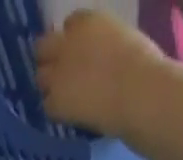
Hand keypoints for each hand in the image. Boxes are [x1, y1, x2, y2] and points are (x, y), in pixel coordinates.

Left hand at [35, 9, 169, 136]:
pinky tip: (68, 116)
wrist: (137, 92)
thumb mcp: (121, 39)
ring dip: (49, 86)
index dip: (72, 43)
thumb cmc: (142, 65)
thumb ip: (103, 44)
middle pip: (44, 47)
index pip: (70, 26)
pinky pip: (47, 106)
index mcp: (86, 21)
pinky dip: (55, 111)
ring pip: (41, 77)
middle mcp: (66, 43)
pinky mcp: (55, 101)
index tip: (78, 56)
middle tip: (61, 77)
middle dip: (50, 59)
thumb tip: (100, 59)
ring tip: (64, 99)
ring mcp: (58, 73)